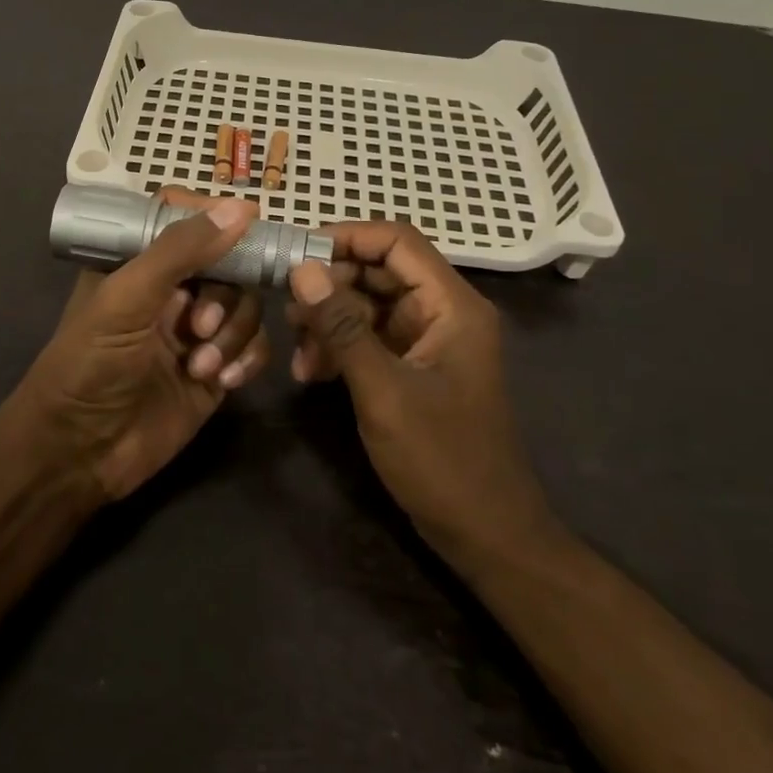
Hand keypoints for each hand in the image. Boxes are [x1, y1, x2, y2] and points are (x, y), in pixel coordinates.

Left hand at [19, 191, 271, 502]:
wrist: (79, 454)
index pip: (184, 219)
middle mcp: (170, 290)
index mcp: (138, 262)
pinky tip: (223, 381)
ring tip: (202, 366)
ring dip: (234, 332)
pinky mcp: (215, 369)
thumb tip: (241, 208)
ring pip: (245, 305)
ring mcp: (195, 330)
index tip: (250, 221)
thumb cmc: (89, 365)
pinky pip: (253, 346)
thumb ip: (180, 251)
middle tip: (201, 326)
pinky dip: (247, 358)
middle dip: (224, 294)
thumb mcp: (126, 299)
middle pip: (227, 264)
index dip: (216, 217)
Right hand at [285, 222, 557, 572]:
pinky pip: (370, 337)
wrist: (486, 535)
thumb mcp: (383, 390)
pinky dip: (340, 347)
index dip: (346, 237)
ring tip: (297, 351)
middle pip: (379, 271)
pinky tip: (311, 373)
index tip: (296, 253)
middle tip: (287, 308)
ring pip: (369, 304)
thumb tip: (300, 269)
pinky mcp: (413, 366)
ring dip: (329, 321)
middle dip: (331, 285)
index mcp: (451, 305)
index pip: (396, 241)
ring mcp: (428, 340)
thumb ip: (340, 326)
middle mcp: (442, 311)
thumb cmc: (442, 460)